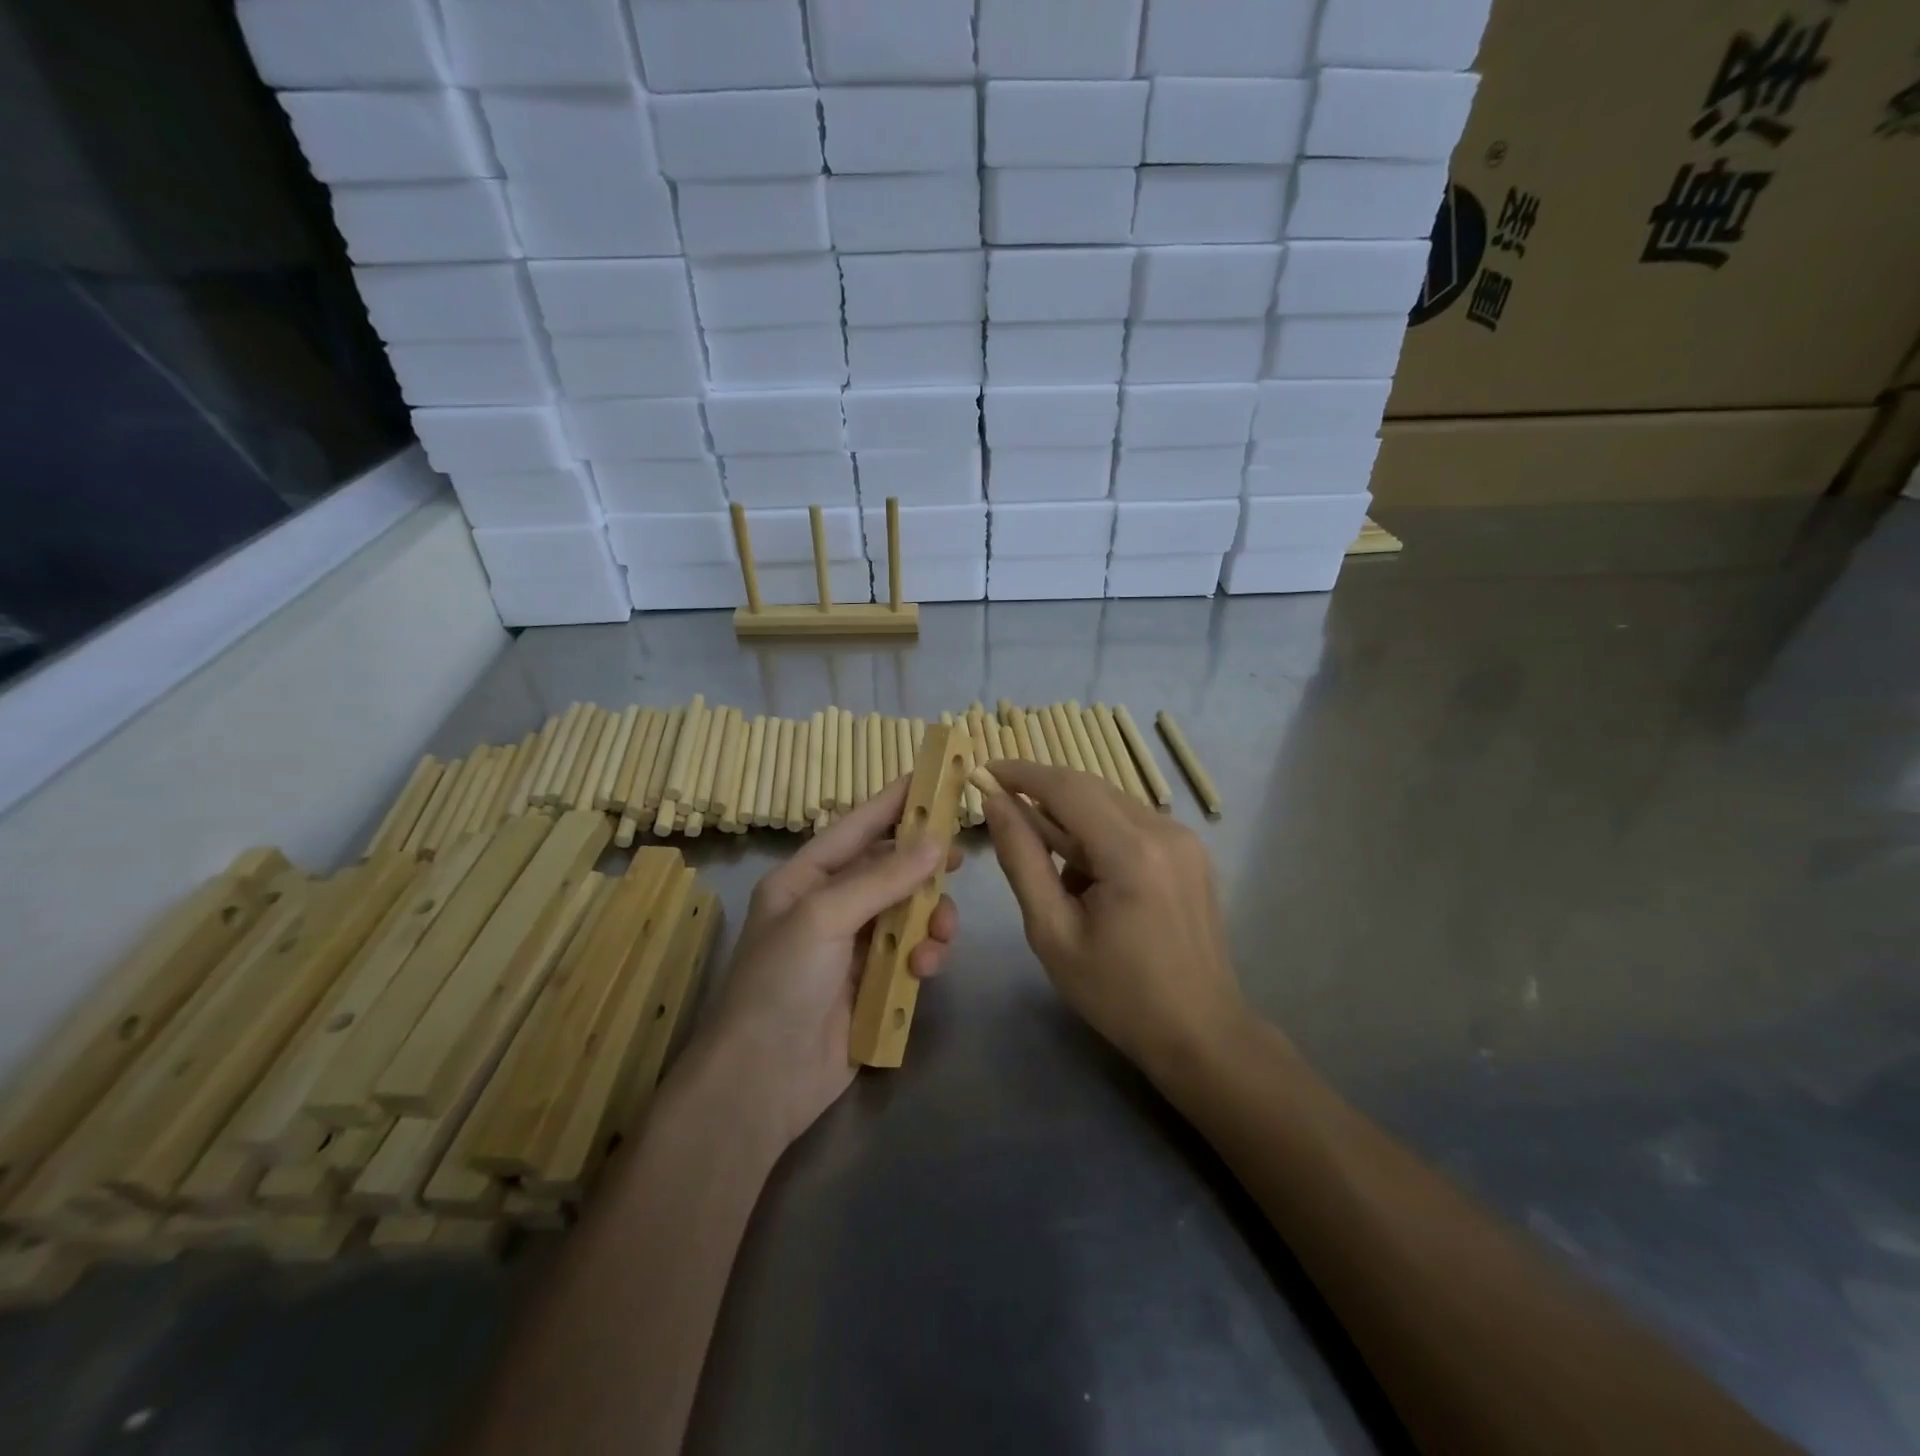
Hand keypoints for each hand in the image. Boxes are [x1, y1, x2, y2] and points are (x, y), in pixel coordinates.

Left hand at [704, 774, 960, 1148]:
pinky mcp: (872, 983)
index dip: (893, 801)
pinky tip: (925, 971)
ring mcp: (852, 946)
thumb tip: (936, 842)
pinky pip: (911, 953)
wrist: (762, 1083)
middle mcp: (830, 905)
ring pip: (908, 912)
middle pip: (890, 868)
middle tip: (959, 860)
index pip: (856, 826)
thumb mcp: (823, 918)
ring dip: (930, 919)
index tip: (933, 776)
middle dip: (923, 867)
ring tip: (940, 937)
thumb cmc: (781, 984)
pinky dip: (924, 956)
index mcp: (805, 879)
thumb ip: (882, 878)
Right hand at [983, 760, 1243, 1079]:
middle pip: (1090, 787)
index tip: (984, 772)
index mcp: (1131, 852)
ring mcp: (1185, 839)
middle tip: (1003, 815)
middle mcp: (1165, 830)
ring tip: (1054, 873)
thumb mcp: (1052, 932)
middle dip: (1042, 794)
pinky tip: (1089, 878)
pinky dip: (1100, 833)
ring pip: (1111, 803)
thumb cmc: (1117, 994)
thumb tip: (996, 805)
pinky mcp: (1191, 851)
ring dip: (1071, 819)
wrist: (1200, 1033)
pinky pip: (1132, 822)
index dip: (1021, 773)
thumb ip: (1022, 860)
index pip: (1066, 787)